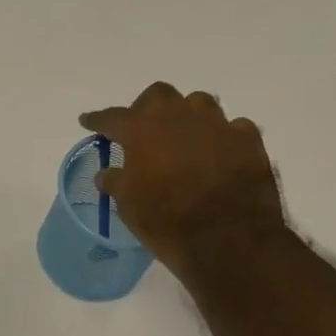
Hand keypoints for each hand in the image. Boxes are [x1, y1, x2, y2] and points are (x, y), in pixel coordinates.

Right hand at [80, 83, 288, 280]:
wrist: (228, 240)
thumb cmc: (166, 222)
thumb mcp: (128, 205)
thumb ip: (116, 182)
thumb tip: (106, 174)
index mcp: (141, 130)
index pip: (111, 117)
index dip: (97, 119)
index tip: (87, 121)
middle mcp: (178, 117)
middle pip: (158, 95)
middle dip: (146, 108)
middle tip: (142, 129)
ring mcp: (217, 124)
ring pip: (199, 103)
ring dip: (187, 115)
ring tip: (184, 137)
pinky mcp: (248, 139)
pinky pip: (232, 126)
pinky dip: (221, 136)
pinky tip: (219, 152)